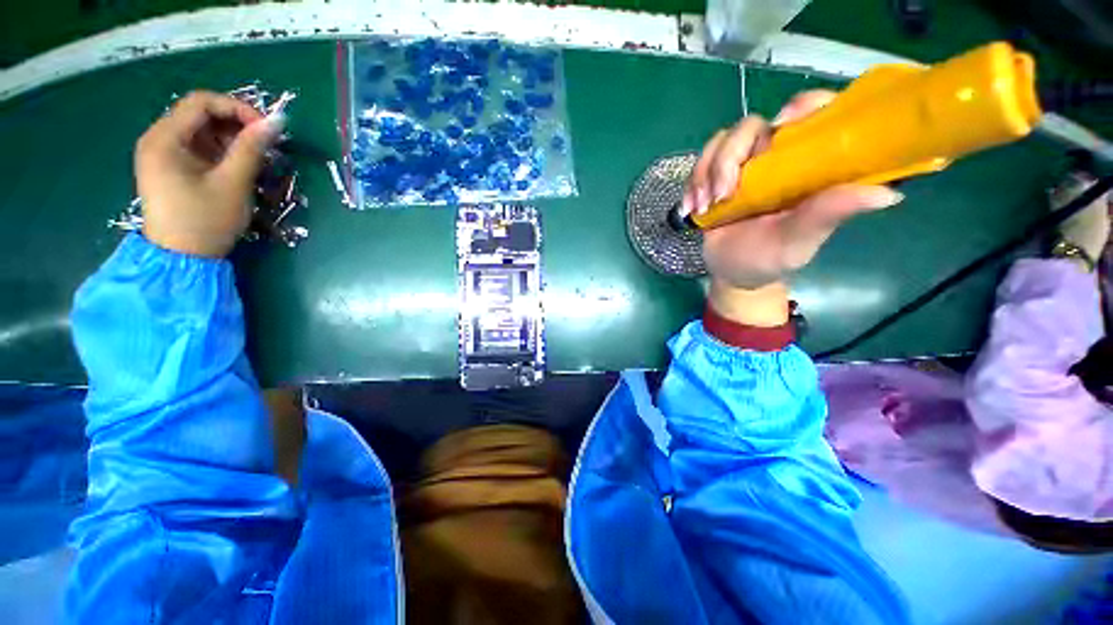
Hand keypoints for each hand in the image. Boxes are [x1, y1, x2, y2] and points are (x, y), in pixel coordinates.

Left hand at [136, 91, 282, 257]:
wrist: (181, 259)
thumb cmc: (205, 221)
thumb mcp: (232, 183)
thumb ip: (252, 148)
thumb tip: (278, 121)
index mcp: (164, 138)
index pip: (201, 102)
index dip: (237, 108)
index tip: (267, 128)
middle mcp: (158, 139)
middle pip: (200, 114)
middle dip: (236, 124)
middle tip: (265, 144)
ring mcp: (162, 154)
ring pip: (201, 131)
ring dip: (231, 139)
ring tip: (255, 158)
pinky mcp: (171, 168)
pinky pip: (198, 147)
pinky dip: (221, 151)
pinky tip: (237, 166)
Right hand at [684, 91, 903, 324]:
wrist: (732, 273)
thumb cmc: (770, 260)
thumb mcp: (800, 241)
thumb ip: (829, 214)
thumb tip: (889, 194)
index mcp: (806, 165)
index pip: (813, 113)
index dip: (801, 107)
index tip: (782, 128)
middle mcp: (775, 157)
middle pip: (752, 125)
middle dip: (730, 157)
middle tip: (723, 194)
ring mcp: (742, 166)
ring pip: (721, 143)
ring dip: (706, 173)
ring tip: (706, 208)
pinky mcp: (715, 177)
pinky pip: (701, 162)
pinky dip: (692, 183)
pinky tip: (693, 209)